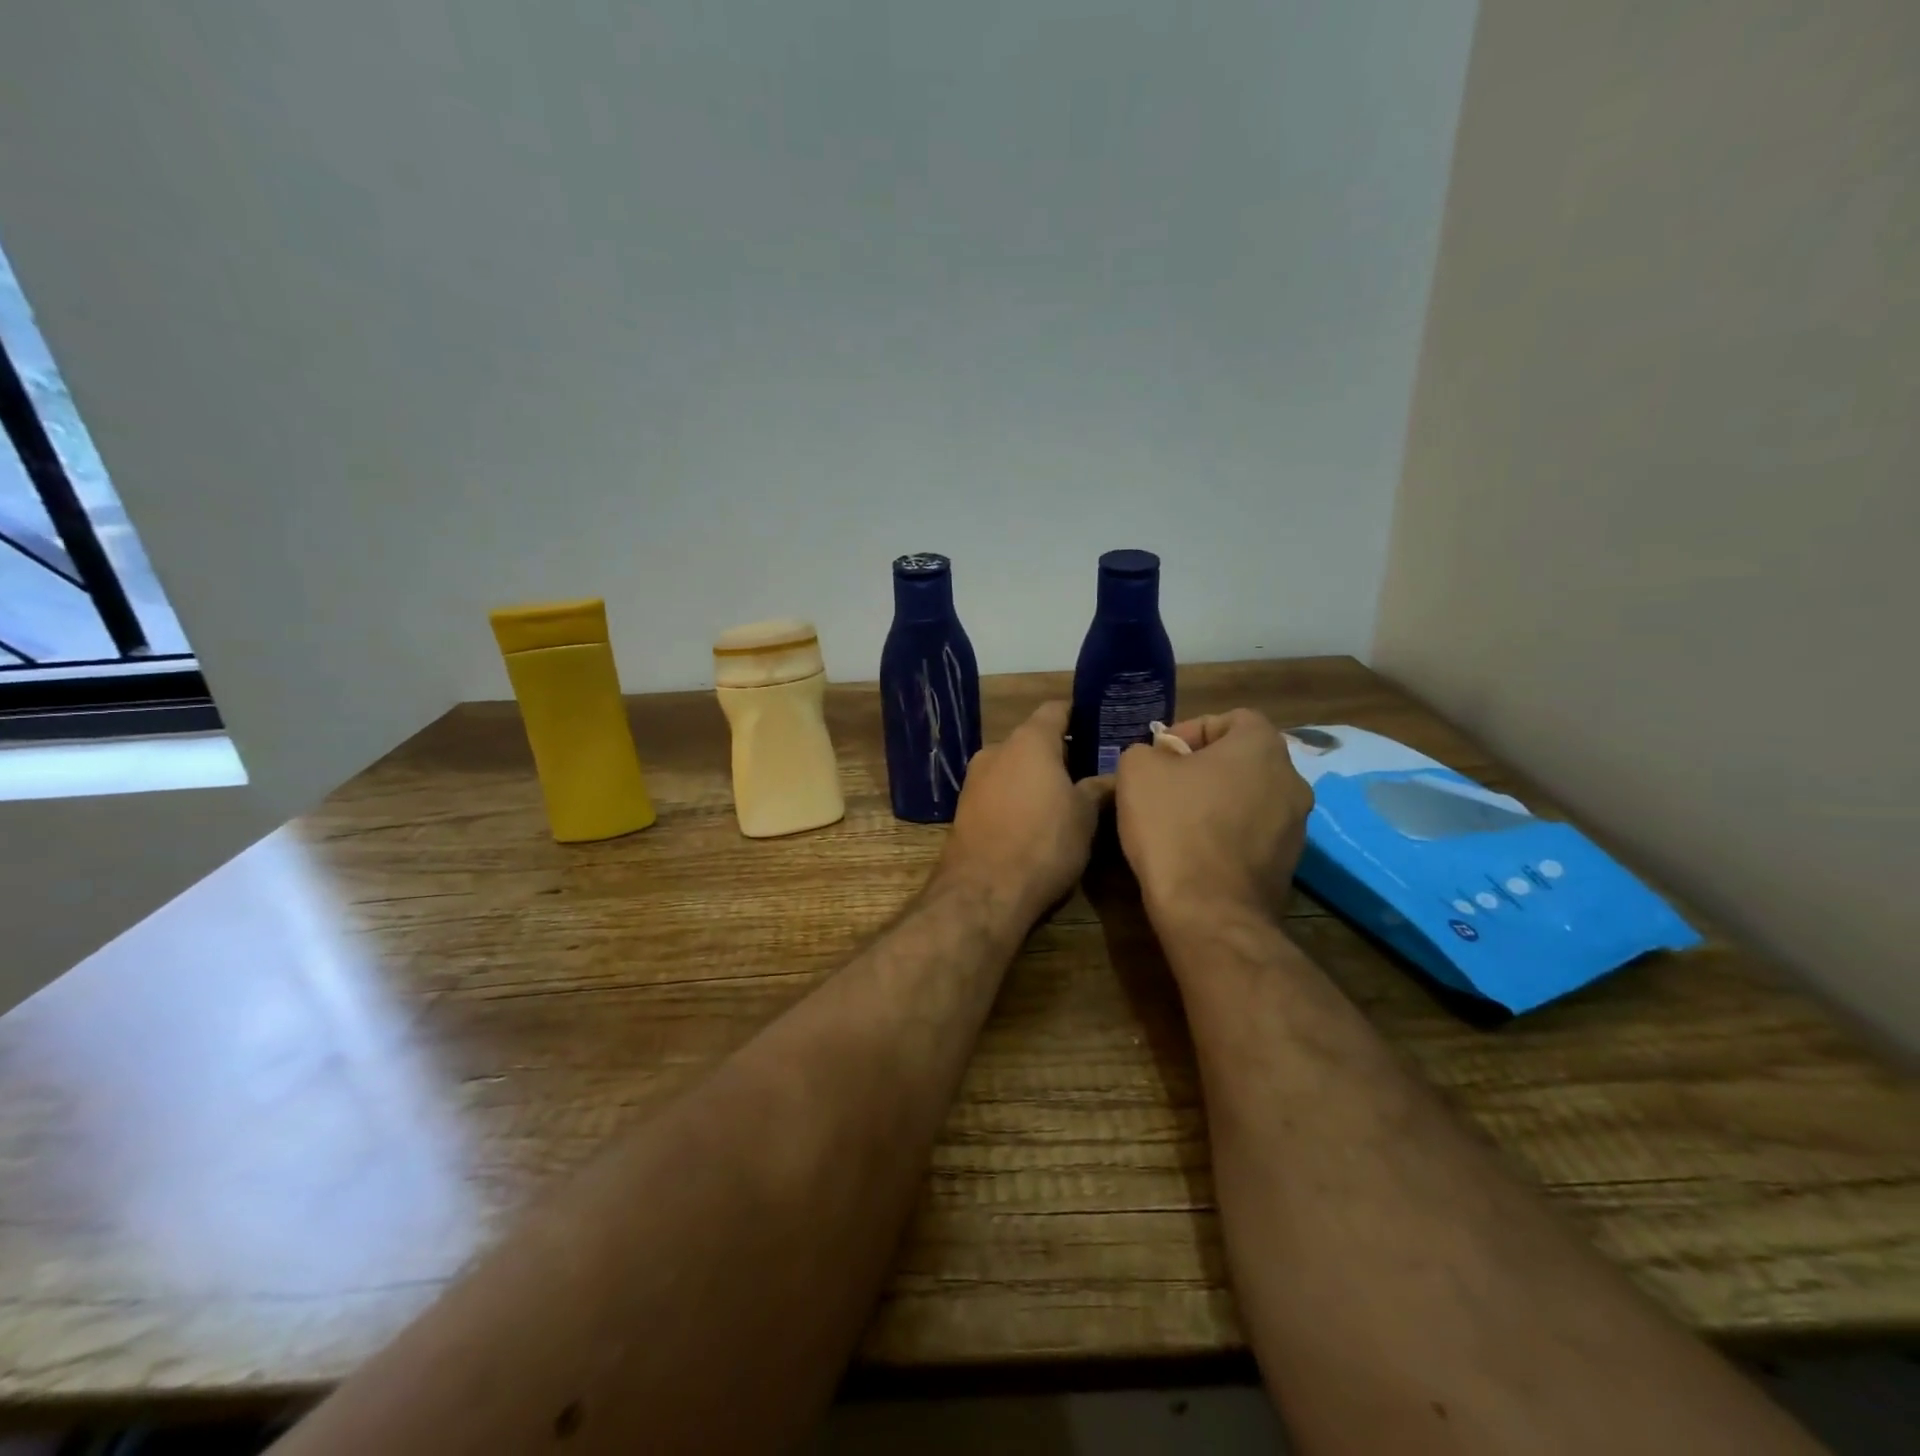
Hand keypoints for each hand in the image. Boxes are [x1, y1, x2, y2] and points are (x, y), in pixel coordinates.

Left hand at [938, 701, 1112, 921]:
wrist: (984, 891)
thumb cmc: (1044, 843)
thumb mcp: (1084, 816)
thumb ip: (1098, 789)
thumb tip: (1113, 777)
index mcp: (1029, 741)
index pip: (1056, 709)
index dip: (1079, 715)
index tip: (1100, 728)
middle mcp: (997, 750)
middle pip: (1032, 739)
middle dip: (1058, 753)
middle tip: (1088, 772)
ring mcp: (975, 779)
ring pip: (1012, 767)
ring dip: (1034, 777)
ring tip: (1063, 800)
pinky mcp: (964, 808)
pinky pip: (997, 791)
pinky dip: (1016, 798)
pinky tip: (1033, 822)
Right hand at [1114, 708, 1313, 923]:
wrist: (1208, 909)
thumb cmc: (1174, 825)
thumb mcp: (1138, 770)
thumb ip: (1147, 751)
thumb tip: (1157, 760)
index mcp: (1262, 747)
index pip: (1233, 718)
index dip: (1192, 730)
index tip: (1162, 755)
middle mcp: (1292, 780)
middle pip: (1243, 760)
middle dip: (1204, 767)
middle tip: (1167, 785)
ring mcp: (1297, 826)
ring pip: (1250, 797)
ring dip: (1218, 801)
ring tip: (1178, 821)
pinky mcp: (1289, 864)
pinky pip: (1253, 834)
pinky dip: (1227, 835)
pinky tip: (1195, 851)